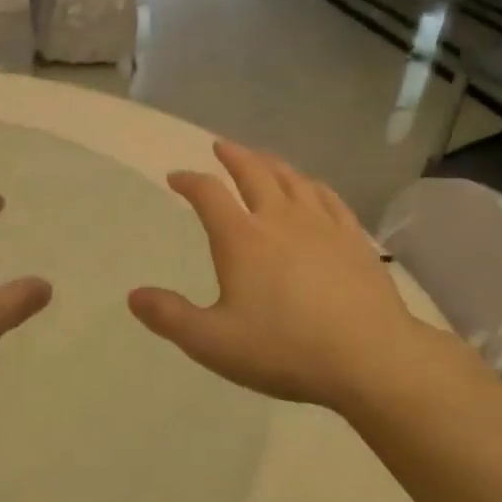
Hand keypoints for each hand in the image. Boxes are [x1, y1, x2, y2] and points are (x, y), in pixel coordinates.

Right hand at [128, 140, 438, 411]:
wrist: (369, 356)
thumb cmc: (284, 349)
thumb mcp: (214, 343)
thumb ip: (171, 318)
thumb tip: (133, 296)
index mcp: (242, 239)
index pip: (208, 194)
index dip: (189, 181)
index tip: (176, 177)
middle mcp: (280, 218)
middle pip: (253, 172)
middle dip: (233, 156)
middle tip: (221, 146)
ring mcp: (322, 224)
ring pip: (292, 179)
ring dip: (271, 163)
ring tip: (262, 158)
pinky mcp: (353, 237)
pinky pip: (328, 197)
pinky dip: (312, 185)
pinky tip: (312, 187)